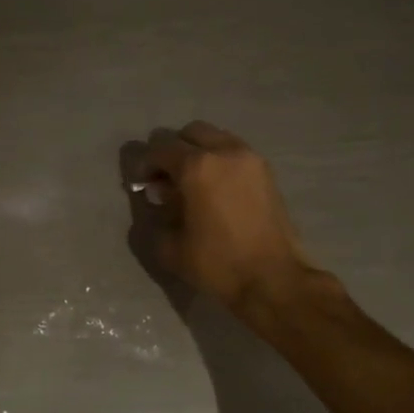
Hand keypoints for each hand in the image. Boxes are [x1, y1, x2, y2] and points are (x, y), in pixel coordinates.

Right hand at [132, 122, 315, 311]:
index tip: (140, 185)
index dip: (144, 164)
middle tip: (164, 180)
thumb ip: (155, 216)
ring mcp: (250, 158)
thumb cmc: (217, 263)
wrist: (272, 279)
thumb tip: (157, 199)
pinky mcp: (266, 172)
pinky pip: (233, 152)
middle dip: (171, 151)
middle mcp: (224, 151)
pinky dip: (218, 161)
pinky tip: (213, 190)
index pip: (160, 149)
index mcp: (197, 167)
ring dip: (197, 153)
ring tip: (190, 184)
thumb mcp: (169, 247)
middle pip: (189, 133)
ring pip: (215, 138)